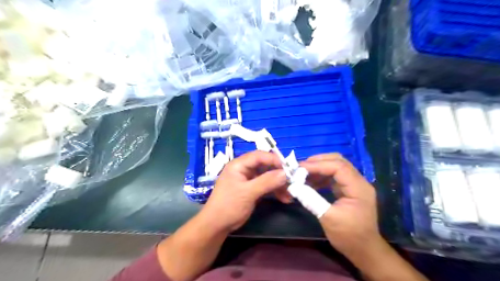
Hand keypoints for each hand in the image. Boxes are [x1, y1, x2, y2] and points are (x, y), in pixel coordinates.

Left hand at [201, 151, 286, 232]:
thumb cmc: (229, 205)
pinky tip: (284, 198)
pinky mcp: (252, 189)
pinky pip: (266, 186)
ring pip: (268, 176)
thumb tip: (286, 173)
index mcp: (239, 164)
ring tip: (289, 194)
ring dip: (279, 184)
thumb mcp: (248, 192)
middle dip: (279, 174)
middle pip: (265, 165)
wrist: (217, 225)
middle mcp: (244, 169)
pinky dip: (275, 191)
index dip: (275, 160)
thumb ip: (267, 181)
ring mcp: (248, 179)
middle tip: (292, 182)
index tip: (289, 168)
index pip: (259, 156)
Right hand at [301, 153, 383, 258]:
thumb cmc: (349, 236)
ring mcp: (354, 184)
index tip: (300, 168)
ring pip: (336, 167)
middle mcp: (359, 182)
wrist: (364, 251)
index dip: (318, 165)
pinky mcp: (349, 189)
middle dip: (318, 161)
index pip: (338, 167)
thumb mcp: (328, 218)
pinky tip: (310, 182)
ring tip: (302, 174)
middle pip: (338, 161)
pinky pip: (334, 176)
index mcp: (358, 188)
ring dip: (319, 168)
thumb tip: (293, 186)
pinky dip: (321, 176)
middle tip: (300, 167)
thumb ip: (311, 199)